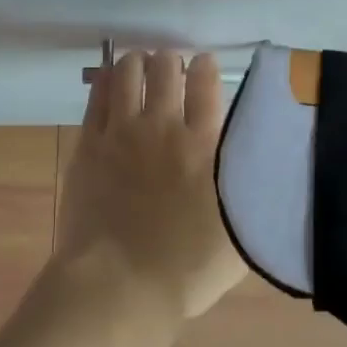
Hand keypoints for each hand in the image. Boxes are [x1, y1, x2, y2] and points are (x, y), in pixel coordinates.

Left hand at [54, 50, 245, 322]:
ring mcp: (121, 132)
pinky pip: (96, 96)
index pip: (205, 82)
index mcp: (203, 145)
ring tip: (140, 66)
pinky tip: (110, 80)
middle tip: (171, 70)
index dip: (204, 66)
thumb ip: (247, 191)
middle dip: (170, 61)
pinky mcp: (89, 143)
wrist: (120, 285)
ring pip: (128, 72)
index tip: (204, 65)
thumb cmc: (186, 270)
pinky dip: (106, 81)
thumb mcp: (240, 233)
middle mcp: (163, 127)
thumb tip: (257, 167)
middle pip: (165, 68)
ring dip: (137, 63)